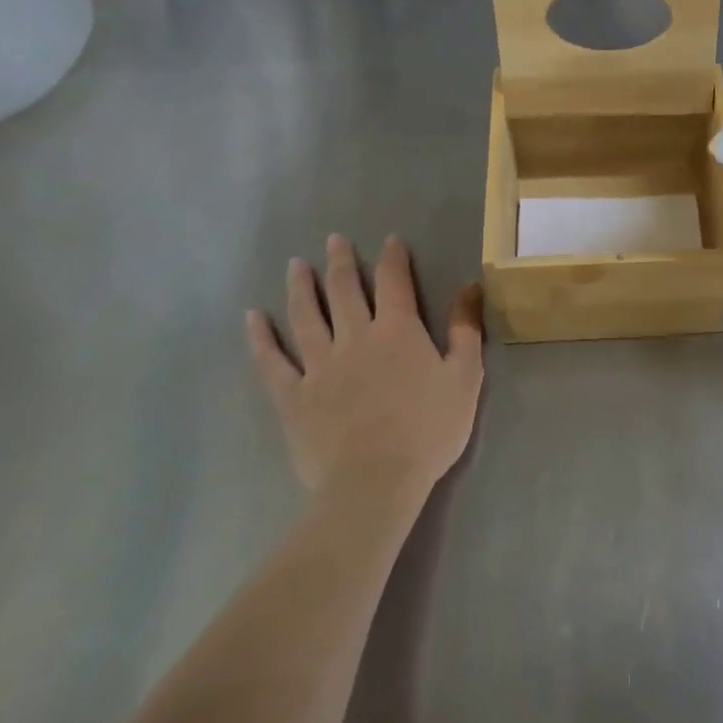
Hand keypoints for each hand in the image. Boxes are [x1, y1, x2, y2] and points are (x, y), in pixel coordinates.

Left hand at [246, 235, 483, 495]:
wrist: (375, 482)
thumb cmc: (429, 430)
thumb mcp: (465, 377)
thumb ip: (466, 330)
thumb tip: (470, 286)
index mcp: (398, 332)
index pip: (395, 282)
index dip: (393, 258)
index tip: (390, 240)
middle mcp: (356, 338)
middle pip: (345, 291)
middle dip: (341, 262)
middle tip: (334, 240)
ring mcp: (319, 366)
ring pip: (306, 317)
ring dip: (301, 288)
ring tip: (295, 265)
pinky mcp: (293, 397)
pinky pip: (272, 361)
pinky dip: (260, 338)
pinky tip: (252, 318)